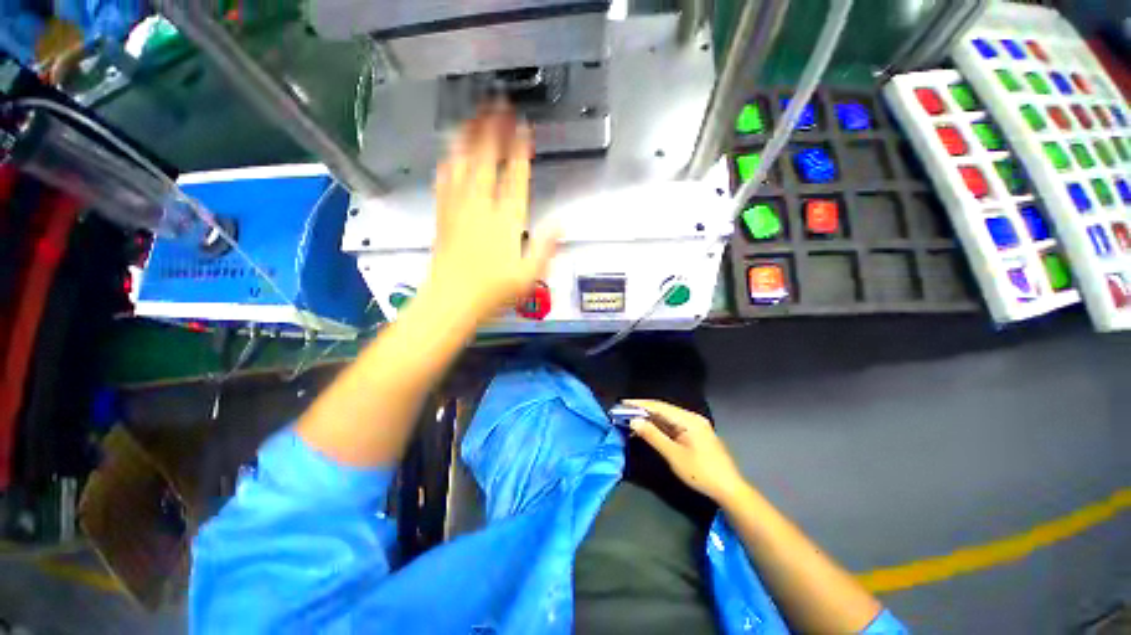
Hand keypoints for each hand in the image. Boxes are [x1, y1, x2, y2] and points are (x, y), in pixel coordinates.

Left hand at [425, 104, 559, 322]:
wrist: (452, 301)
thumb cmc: (493, 291)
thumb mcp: (529, 275)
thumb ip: (546, 247)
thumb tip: (562, 223)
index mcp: (505, 221)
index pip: (515, 178)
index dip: (520, 150)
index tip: (524, 127)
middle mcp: (481, 208)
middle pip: (486, 160)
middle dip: (493, 129)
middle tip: (498, 104)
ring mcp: (458, 209)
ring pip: (462, 164)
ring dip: (468, 137)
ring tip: (473, 115)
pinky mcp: (443, 216)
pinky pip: (444, 181)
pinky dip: (448, 161)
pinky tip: (449, 151)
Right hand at [626, 399, 747, 502]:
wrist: (729, 490)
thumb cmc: (701, 473)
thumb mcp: (674, 455)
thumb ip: (653, 436)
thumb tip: (634, 421)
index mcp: (689, 419)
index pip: (659, 407)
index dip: (640, 404)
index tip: (622, 403)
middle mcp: (692, 418)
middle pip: (663, 409)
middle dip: (643, 410)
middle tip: (623, 410)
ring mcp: (695, 426)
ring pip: (668, 417)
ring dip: (650, 418)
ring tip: (632, 419)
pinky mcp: (696, 434)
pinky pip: (673, 425)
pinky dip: (659, 426)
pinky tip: (649, 429)